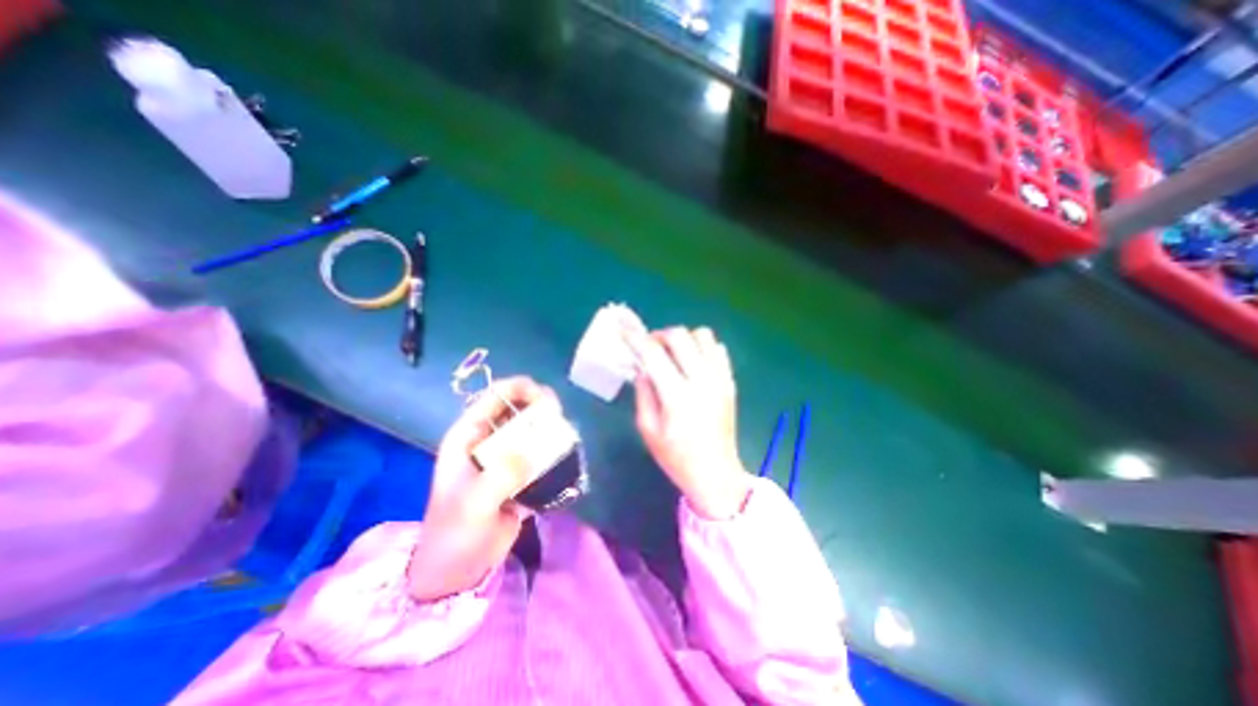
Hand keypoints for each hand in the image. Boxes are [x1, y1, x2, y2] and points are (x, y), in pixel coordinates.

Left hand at [409, 378, 554, 603]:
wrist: (458, 571)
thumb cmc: (455, 533)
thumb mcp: (473, 504)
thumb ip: (501, 476)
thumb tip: (532, 451)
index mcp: (467, 437)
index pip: (493, 398)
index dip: (518, 389)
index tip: (544, 397)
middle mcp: (487, 440)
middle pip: (516, 408)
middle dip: (538, 406)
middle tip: (558, 416)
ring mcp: (504, 456)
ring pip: (530, 428)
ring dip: (548, 426)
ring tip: (564, 433)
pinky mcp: (519, 472)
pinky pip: (539, 451)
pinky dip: (552, 447)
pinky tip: (564, 451)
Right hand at [626, 326, 748, 517]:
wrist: (716, 473)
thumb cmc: (676, 456)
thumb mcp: (648, 429)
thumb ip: (643, 392)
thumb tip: (642, 366)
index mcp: (677, 396)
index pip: (653, 354)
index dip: (635, 337)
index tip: (623, 328)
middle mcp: (702, 380)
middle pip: (680, 336)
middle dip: (659, 335)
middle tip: (650, 347)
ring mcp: (720, 379)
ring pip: (702, 335)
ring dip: (683, 338)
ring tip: (674, 354)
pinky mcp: (730, 381)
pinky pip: (718, 348)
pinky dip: (702, 347)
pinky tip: (693, 363)